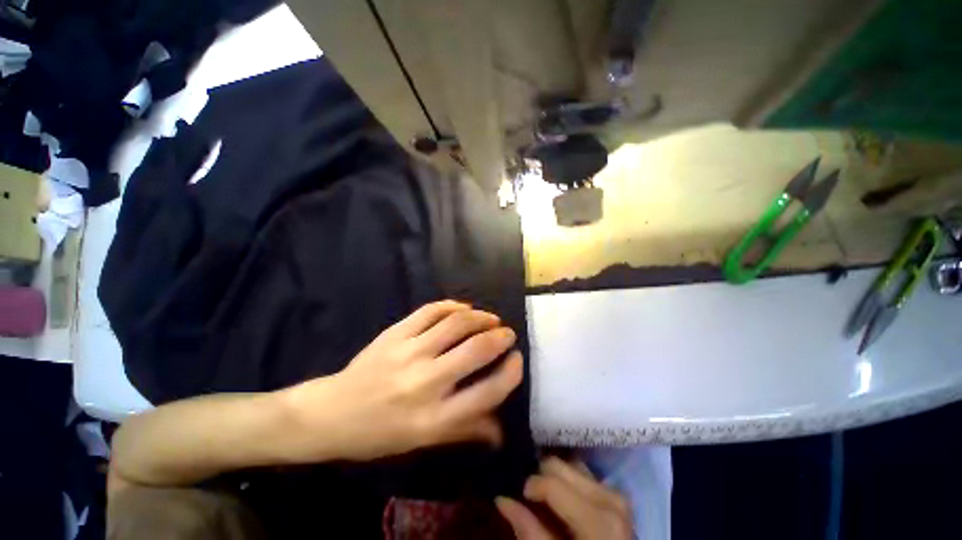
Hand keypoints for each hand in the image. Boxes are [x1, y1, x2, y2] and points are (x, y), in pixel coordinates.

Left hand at [277, 301, 523, 461]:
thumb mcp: (423, 442)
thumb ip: (465, 431)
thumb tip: (501, 430)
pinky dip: (452, 306)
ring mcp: (408, 353)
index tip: (517, 360)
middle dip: (499, 338)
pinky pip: (431, 311)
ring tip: (490, 318)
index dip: (510, 373)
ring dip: (480, 317)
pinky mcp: (394, 334)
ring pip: (456, 324)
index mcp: (433, 419)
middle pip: (475, 351)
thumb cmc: (380, 434)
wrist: (331, 414)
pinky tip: (463, 308)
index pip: (487, 393)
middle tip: (507, 333)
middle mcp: (425, 383)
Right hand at [496, 458, 633, 539]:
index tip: (518, 496)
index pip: (552, 481)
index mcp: (599, 519)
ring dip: (554, 476)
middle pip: (560, 465)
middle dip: (540, 475)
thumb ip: (529, 531)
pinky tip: (560, 495)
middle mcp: (610, 497)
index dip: (530, 485)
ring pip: (571, 464)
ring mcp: (615, 492)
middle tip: (528, 494)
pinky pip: (583, 473)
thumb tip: (501, 499)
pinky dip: (567, 479)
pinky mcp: (615, 493)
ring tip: (544, 495)